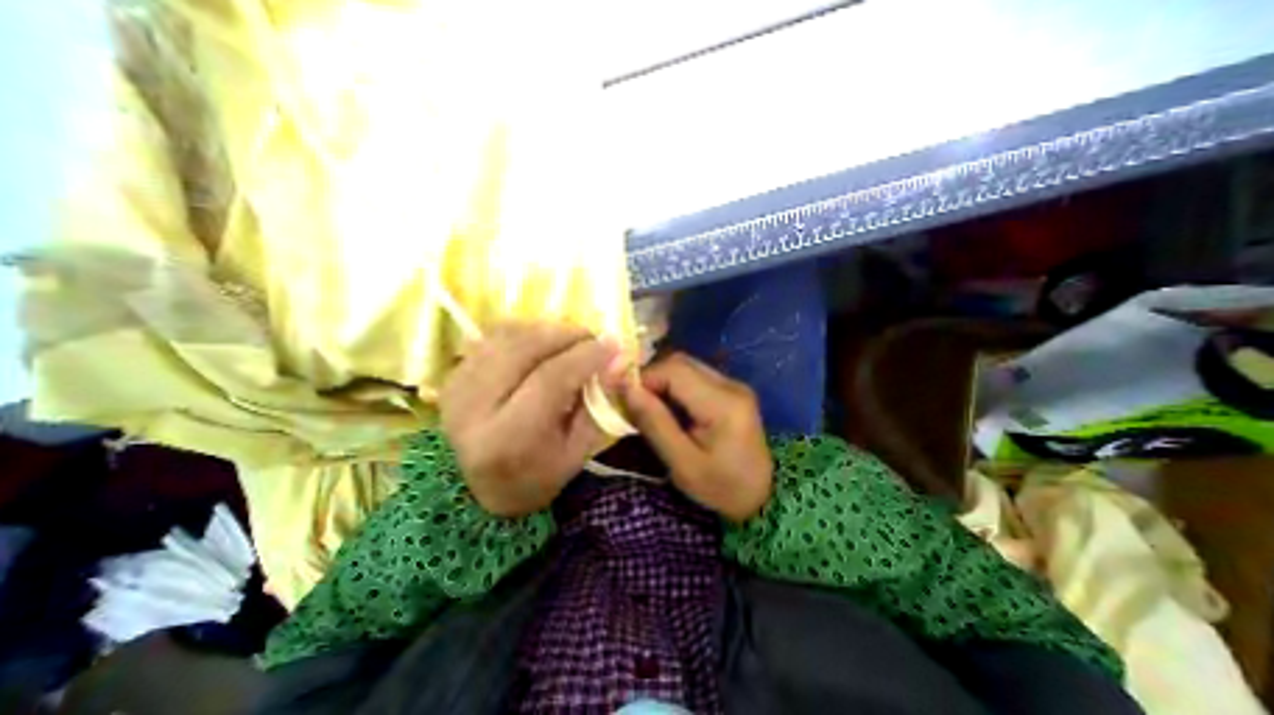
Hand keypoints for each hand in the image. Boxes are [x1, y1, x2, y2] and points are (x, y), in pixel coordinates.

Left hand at [442, 320, 628, 512]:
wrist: (482, 489)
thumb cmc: (539, 476)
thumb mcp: (577, 450)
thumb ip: (597, 403)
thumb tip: (617, 360)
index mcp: (507, 438)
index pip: (550, 379)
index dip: (585, 356)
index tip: (612, 344)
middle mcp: (473, 409)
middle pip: (524, 349)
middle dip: (566, 335)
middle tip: (592, 338)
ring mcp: (456, 388)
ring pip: (507, 336)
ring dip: (546, 330)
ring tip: (570, 340)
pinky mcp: (452, 376)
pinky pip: (491, 338)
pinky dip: (523, 333)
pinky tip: (542, 343)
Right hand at [623, 352, 770, 518]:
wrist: (762, 495)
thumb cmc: (721, 488)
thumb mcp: (683, 465)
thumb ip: (655, 423)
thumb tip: (626, 388)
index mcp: (723, 404)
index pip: (674, 370)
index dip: (644, 378)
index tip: (625, 399)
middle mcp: (731, 385)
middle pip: (680, 363)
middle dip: (651, 378)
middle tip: (635, 404)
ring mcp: (733, 384)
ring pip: (686, 366)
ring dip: (662, 381)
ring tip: (650, 407)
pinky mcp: (730, 389)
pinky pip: (694, 376)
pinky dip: (674, 386)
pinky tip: (669, 407)